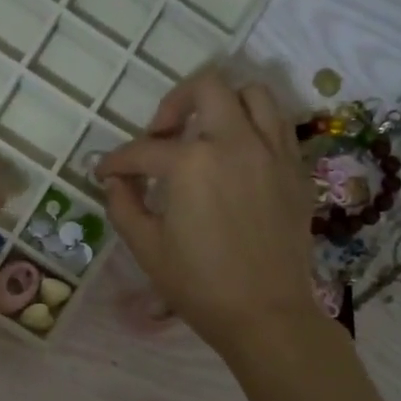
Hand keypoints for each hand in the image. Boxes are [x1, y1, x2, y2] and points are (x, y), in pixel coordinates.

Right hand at [96, 70, 314, 356]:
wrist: (265, 313)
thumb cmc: (199, 285)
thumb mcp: (147, 248)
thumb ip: (124, 206)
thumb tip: (116, 183)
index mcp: (191, 162)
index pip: (143, 150)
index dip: (116, 161)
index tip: (105, 172)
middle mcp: (235, 142)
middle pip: (206, 87)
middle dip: (174, 104)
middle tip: (161, 137)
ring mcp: (272, 152)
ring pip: (253, 94)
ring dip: (222, 104)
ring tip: (205, 134)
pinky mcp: (296, 170)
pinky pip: (278, 125)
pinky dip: (254, 127)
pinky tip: (237, 157)